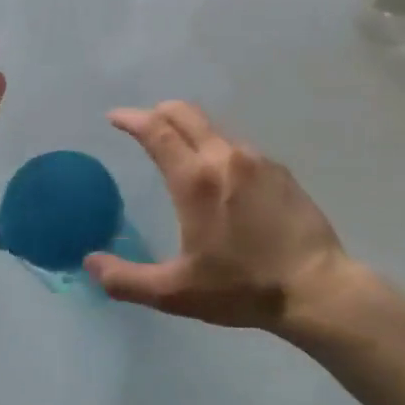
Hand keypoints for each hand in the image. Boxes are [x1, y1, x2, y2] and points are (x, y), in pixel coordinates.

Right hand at [85, 101, 350, 331]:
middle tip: (143, 125)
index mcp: (196, 180)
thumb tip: (89, 262)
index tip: (115, 117)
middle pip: (185, 113)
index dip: (131, 118)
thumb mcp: (175, 293)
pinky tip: (222, 177)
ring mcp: (258, 160)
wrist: (315, 287)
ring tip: (180, 152)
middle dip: (158, 112)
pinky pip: (239, 147)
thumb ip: (125, 279)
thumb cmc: (241, 288)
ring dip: (190, 130)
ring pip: (214, 128)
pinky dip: (218, 148)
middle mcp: (226, 157)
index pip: (156, 130)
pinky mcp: (280, 171)